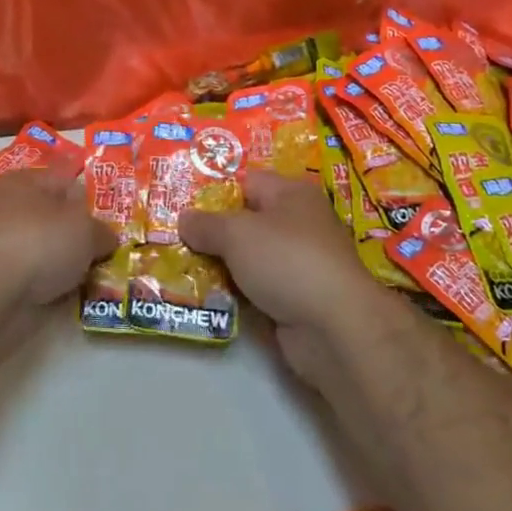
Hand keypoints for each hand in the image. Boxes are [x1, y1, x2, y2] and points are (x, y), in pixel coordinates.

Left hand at [0, 168, 116, 309]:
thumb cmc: (39, 243)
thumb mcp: (85, 230)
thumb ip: (102, 231)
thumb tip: (104, 240)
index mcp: (22, 181)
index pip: (64, 177)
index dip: (90, 194)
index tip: (114, 212)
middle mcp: (7, 207)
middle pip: (55, 215)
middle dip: (80, 232)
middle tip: (110, 246)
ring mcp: (0, 244)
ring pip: (46, 248)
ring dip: (68, 261)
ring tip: (98, 273)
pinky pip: (37, 275)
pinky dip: (53, 283)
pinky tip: (75, 292)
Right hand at [178, 173, 389, 384]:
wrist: (334, 328)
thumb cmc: (286, 261)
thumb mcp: (236, 233)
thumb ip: (206, 224)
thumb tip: (183, 219)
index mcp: (292, 194)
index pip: (247, 182)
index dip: (216, 192)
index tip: (183, 206)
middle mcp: (299, 224)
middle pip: (247, 221)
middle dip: (213, 232)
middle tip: (176, 238)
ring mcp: (300, 264)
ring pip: (250, 257)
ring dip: (222, 265)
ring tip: (183, 268)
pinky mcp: (297, 299)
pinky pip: (257, 287)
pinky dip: (237, 292)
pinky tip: (208, 296)